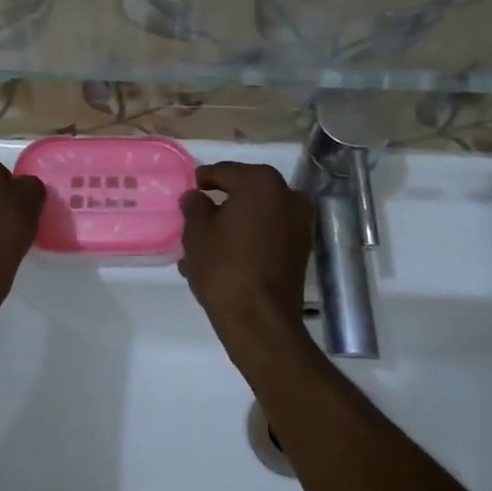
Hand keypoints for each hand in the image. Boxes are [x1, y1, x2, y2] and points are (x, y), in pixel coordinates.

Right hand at [178, 162, 313, 339]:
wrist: (259, 318)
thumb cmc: (223, 267)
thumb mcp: (196, 232)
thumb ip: (194, 206)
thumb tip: (196, 197)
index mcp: (260, 183)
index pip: (224, 172)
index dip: (204, 179)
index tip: (190, 187)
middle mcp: (287, 195)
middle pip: (245, 191)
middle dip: (222, 202)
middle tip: (197, 214)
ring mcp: (299, 223)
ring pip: (257, 214)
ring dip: (235, 222)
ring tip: (208, 241)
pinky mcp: (301, 248)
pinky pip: (269, 233)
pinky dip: (250, 237)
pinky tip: (227, 255)